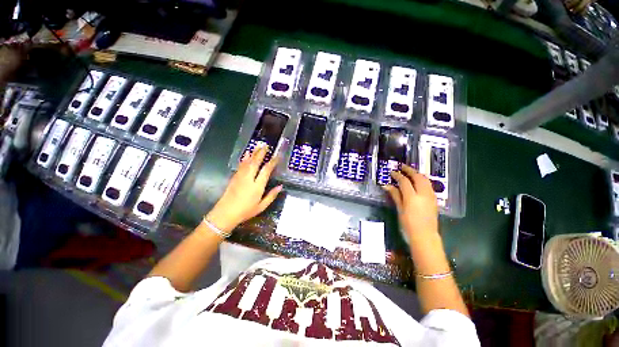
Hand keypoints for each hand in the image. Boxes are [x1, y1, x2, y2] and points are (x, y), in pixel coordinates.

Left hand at [205, 144, 282, 232]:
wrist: (225, 214)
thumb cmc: (245, 211)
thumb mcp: (261, 206)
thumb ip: (271, 196)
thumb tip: (280, 187)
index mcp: (257, 186)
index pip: (266, 170)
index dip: (272, 162)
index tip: (276, 156)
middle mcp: (249, 179)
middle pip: (256, 162)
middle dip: (261, 153)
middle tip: (266, 146)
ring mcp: (240, 177)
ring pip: (248, 162)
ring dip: (253, 153)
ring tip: (258, 146)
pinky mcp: (234, 177)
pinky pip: (241, 165)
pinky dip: (245, 158)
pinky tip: (247, 154)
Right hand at [382, 165, 438, 240]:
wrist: (425, 237)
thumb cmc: (408, 225)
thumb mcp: (400, 210)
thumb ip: (395, 195)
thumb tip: (386, 185)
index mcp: (412, 197)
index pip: (404, 181)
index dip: (397, 175)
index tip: (392, 172)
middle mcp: (423, 194)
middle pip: (417, 177)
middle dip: (409, 170)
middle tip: (402, 167)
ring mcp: (431, 196)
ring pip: (425, 179)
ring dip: (417, 174)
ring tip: (410, 172)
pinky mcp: (434, 200)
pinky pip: (429, 185)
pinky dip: (422, 180)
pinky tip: (417, 181)